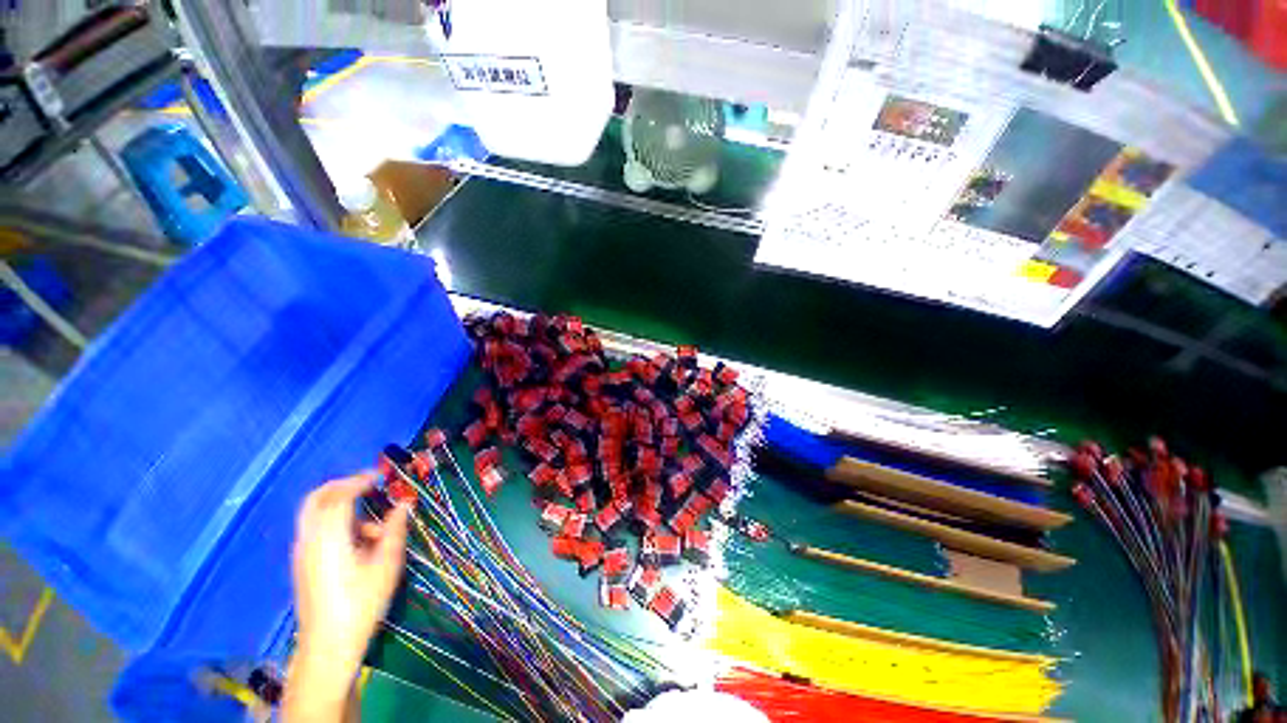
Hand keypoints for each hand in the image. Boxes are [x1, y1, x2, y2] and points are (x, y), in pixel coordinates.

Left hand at [284, 473, 409, 721]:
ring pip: (315, 514)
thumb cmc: (361, 602)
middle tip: (368, 485)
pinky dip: (335, 523)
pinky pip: (316, 530)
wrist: (328, 644)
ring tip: (373, 527)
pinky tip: (358, 543)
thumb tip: (405, 504)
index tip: (380, 477)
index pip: (339, 495)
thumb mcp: (386, 564)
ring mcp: (302, 552)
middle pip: (317, 499)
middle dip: (342, 486)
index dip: (359, 481)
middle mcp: (310, 539)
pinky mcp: (303, 564)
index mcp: (329, 536)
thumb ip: (394, 529)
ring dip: (342, 507)